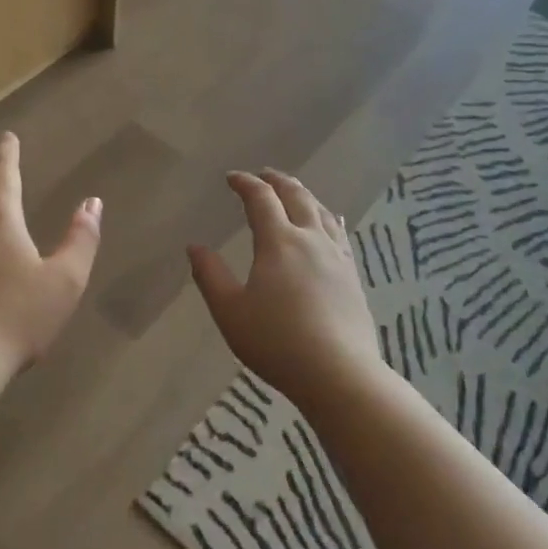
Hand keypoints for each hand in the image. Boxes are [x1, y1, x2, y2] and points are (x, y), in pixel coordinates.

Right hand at [189, 171, 379, 408]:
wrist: (339, 374)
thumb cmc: (277, 342)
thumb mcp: (230, 311)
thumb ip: (210, 276)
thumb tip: (195, 247)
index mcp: (278, 242)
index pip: (261, 199)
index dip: (245, 183)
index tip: (232, 178)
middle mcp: (310, 240)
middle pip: (296, 196)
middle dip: (277, 181)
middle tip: (263, 175)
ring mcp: (337, 256)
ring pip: (322, 211)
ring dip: (304, 195)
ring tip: (293, 192)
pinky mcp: (353, 276)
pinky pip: (340, 233)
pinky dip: (329, 217)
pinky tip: (332, 221)